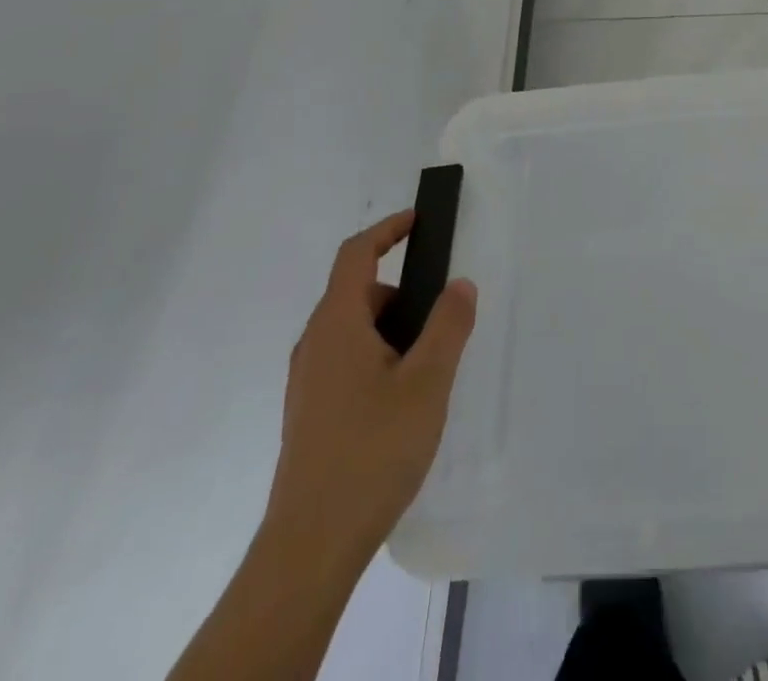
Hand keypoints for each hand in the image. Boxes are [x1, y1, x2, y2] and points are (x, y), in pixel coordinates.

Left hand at [263, 210, 476, 566]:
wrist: (310, 547)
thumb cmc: (372, 450)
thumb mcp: (428, 382)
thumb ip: (448, 325)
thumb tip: (459, 283)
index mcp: (337, 324)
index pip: (356, 254)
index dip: (387, 229)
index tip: (419, 221)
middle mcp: (314, 345)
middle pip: (357, 293)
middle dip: (402, 292)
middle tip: (442, 318)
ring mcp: (308, 382)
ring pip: (353, 331)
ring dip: (392, 330)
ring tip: (429, 368)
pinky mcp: (310, 414)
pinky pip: (346, 361)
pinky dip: (378, 357)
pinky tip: (403, 401)